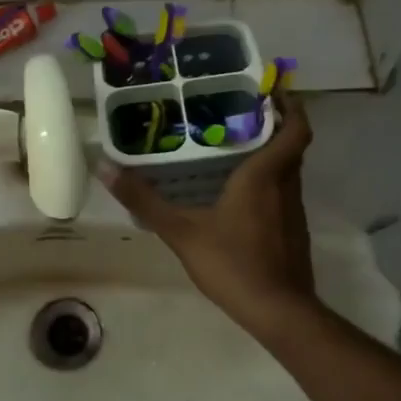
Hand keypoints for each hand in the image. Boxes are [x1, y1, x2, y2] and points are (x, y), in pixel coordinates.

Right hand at [97, 89, 314, 329]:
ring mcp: (293, 211)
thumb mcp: (181, 231)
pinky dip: (268, 183)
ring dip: (271, 154)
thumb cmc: (233, 263)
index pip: (295, 129)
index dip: (290, 105)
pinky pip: (283, 194)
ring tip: (233, 146)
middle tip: (239, 112)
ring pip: (288, 171)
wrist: (278, 312)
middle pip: (291, 146)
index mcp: (264, 176)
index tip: (273, 89)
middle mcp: (286, 186)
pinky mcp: (293, 232)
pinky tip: (240, 195)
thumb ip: (144, 200)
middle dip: (273, 125)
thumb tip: (105, 167)